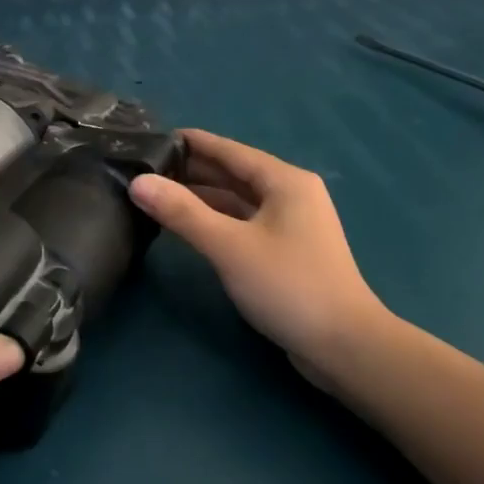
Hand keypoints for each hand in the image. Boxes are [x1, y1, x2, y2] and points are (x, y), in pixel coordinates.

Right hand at [129, 129, 387, 388]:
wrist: (344, 346)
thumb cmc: (288, 286)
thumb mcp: (229, 246)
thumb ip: (182, 212)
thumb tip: (138, 182)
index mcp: (284, 181)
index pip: (229, 150)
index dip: (191, 143)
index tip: (152, 137)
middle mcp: (290, 194)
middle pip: (234, 173)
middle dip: (192, 169)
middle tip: (145, 166)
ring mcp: (291, 224)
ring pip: (238, 200)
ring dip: (202, 196)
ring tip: (158, 192)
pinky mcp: (287, 251)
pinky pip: (244, 222)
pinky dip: (217, 219)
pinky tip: (189, 224)